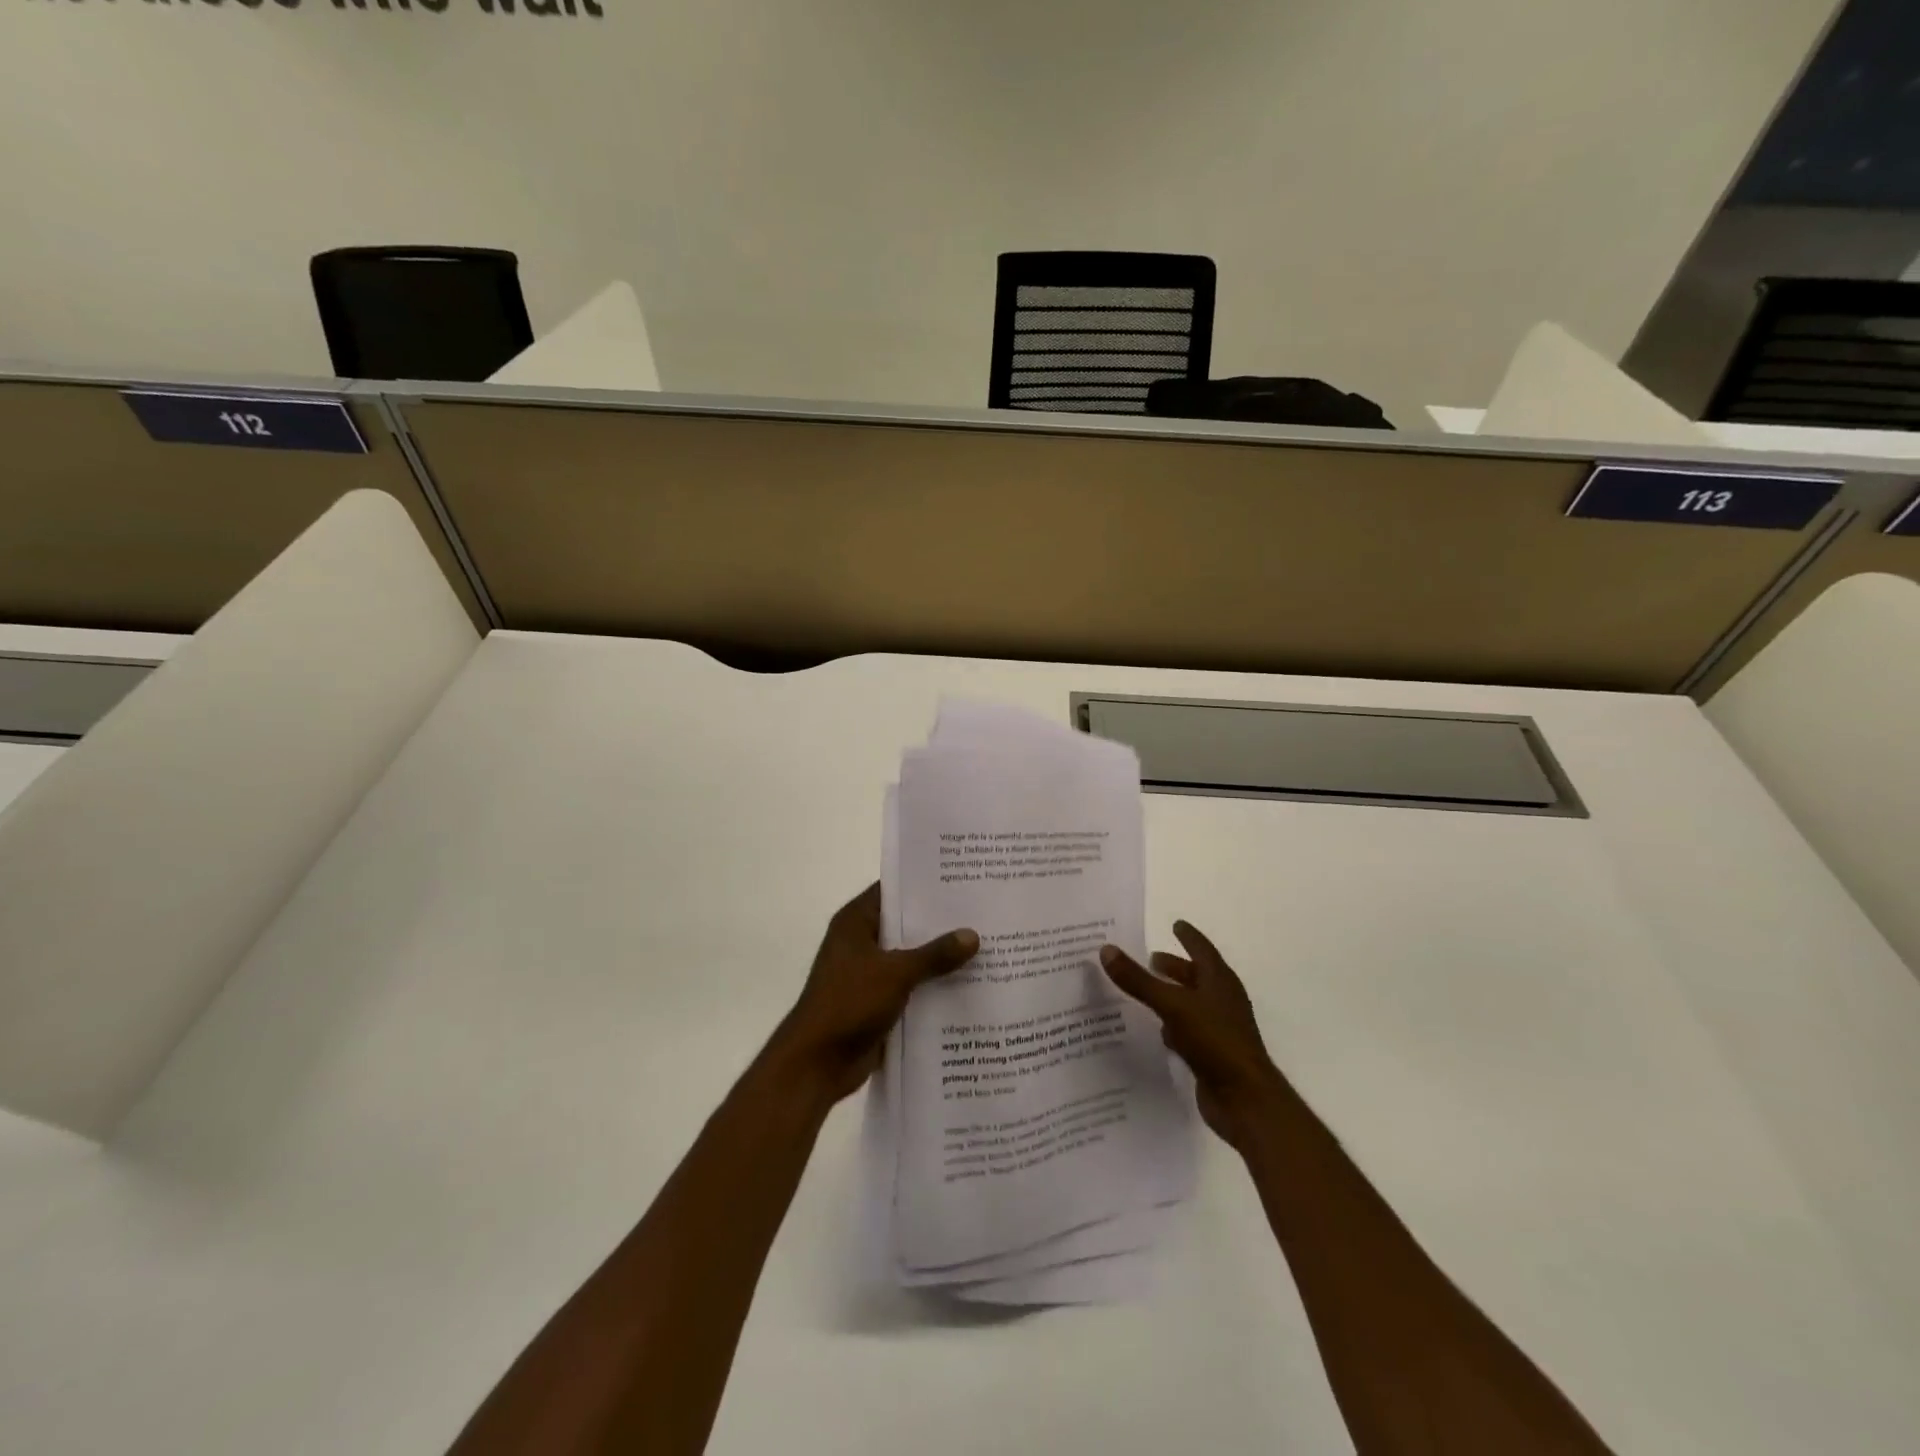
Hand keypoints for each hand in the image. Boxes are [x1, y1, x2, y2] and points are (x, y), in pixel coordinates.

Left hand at [770, 883, 978, 1103]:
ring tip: (986, 947)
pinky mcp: (878, 1002)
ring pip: (911, 958)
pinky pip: (912, 987)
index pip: (893, 890)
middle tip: (983, 913)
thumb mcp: (896, 973)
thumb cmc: (849, 1003)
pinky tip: (969, 986)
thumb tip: (972, 935)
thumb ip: (935, 954)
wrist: (817, 1063)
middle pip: (906, 925)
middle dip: (940, 924)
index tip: (961, 880)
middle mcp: (861, 942)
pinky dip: (933, 987)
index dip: (924, 884)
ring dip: (939, 959)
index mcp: (856, 922)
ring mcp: (869, 974)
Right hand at [1100, 922, 1283, 1152]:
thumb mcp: (1172, 1005)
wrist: (1245, 1100)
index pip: (1202, 949)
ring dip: (1172, 996)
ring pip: (1191, 1004)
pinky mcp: (1212, 1055)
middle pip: (1196, 976)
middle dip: (1175, 967)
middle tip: (1149, 959)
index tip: (1175, 923)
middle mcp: (1222, 1001)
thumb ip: (1139, 980)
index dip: (1188, 936)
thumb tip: (1106, 949)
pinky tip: (1157, 1030)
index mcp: (1219, 981)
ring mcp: (1219, 1029)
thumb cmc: (1214, 1041)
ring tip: (1146, 991)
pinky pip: (1188, 1031)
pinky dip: (1173, 1025)